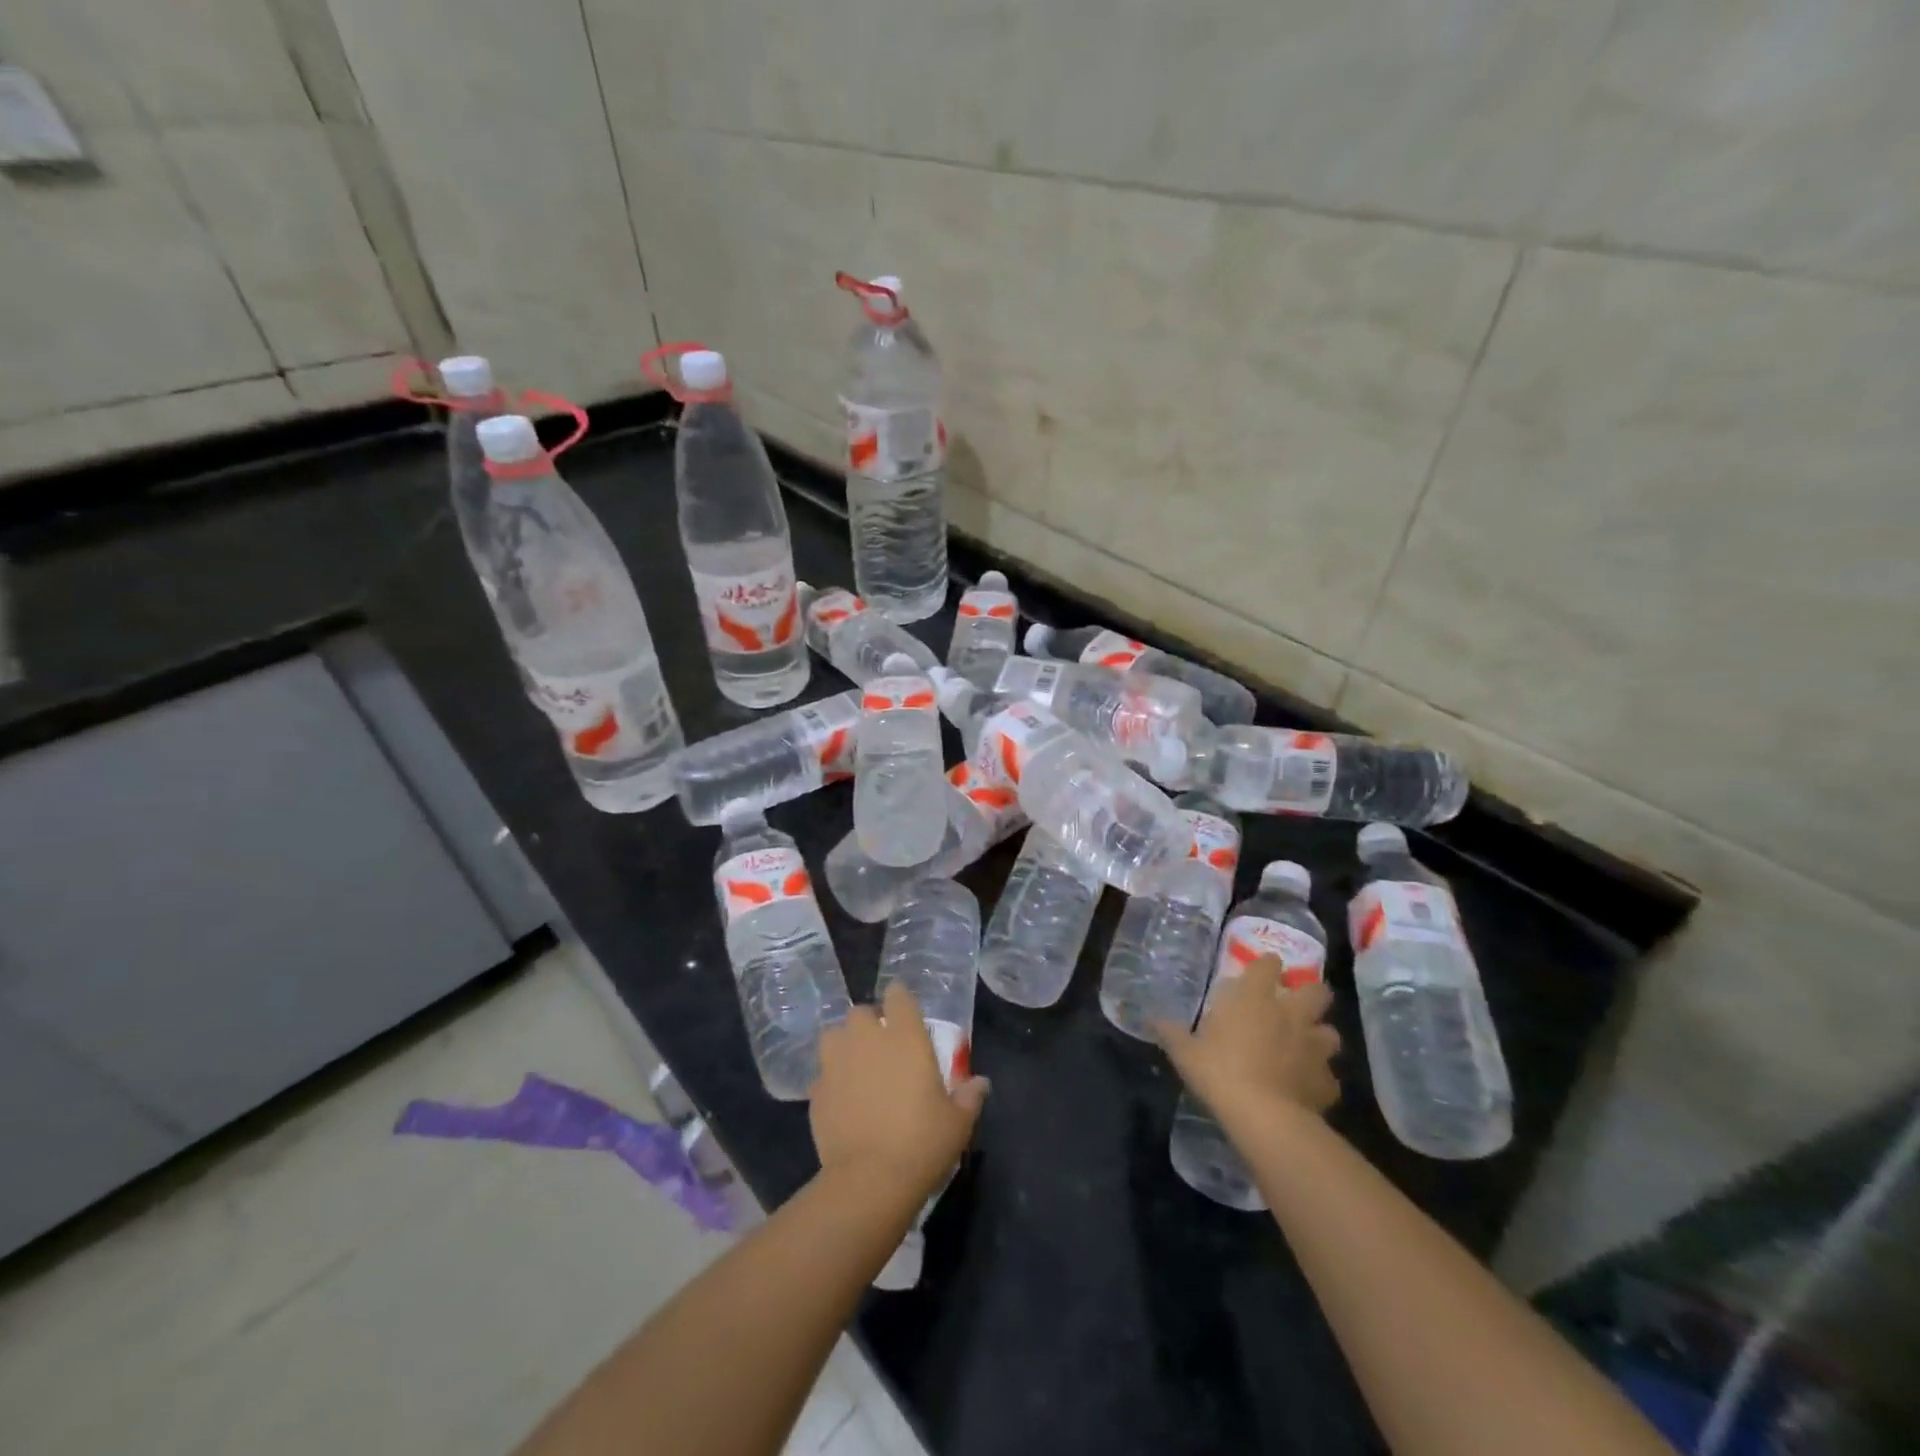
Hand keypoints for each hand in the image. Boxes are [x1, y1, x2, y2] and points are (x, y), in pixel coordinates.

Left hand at [810, 983, 989, 1200]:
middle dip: (869, 1023)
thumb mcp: (958, 1122)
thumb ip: (969, 1095)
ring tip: (856, 1067)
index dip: (900, 999)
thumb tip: (980, 1083)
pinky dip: (831, 1081)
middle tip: (882, 1046)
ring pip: (834, 1036)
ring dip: (844, 1045)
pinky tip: (842, 1100)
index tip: (904, 1011)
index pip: (898, 995)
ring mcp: (837, 1063)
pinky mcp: (816, 1091)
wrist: (870, 1180)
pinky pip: (822, 1074)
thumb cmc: (922, 1143)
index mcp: (905, 1037)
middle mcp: (867, 1040)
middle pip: (860, 1012)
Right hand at [1155, 956, 1340, 1121]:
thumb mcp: (1185, 1052)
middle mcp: (1291, 1015)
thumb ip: (1171, 1032)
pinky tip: (1305, 1087)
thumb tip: (1150, 1018)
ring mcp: (1314, 1048)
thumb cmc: (1220, 1072)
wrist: (1264, 1117)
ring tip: (1304, 1047)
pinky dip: (1318, 1079)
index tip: (1261, 971)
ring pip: (1330, 1033)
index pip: (1269, 965)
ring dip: (1319, 1037)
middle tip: (1294, 1006)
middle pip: (1317, 991)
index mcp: (1255, 998)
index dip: (1267, 966)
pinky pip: (1327, 1077)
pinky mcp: (1326, 1082)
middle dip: (1310, 995)